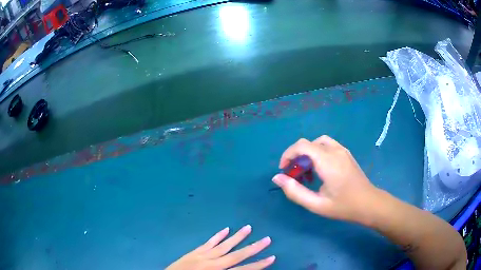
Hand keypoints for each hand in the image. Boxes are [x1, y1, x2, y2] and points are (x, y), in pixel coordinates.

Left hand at [166, 225, 274, 269]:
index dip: (258, 265)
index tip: (271, 257)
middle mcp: (212, 263)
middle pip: (236, 255)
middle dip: (253, 248)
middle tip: (267, 239)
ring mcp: (202, 256)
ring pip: (223, 245)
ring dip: (237, 237)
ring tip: (248, 228)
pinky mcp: (194, 252)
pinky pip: (208, 242)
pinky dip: (217, 236)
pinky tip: (225, 229)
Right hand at [272, 136, 376, 224]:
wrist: (369, 203)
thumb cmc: (343, 206)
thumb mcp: (316, 204)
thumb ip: (295, 192)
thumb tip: (277, 178)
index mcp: (327, 161)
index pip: (301, 146)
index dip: (288, 154)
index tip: (284, 170)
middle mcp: (335, 151)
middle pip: (308, 143)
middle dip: (296, 156)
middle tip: (295, 175)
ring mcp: (342, 150)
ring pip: (318, 142)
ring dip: (307, 153)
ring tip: (307, 172)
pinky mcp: (346, 153)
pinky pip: (327, 145)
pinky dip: (318, 153)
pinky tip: (320, 170)